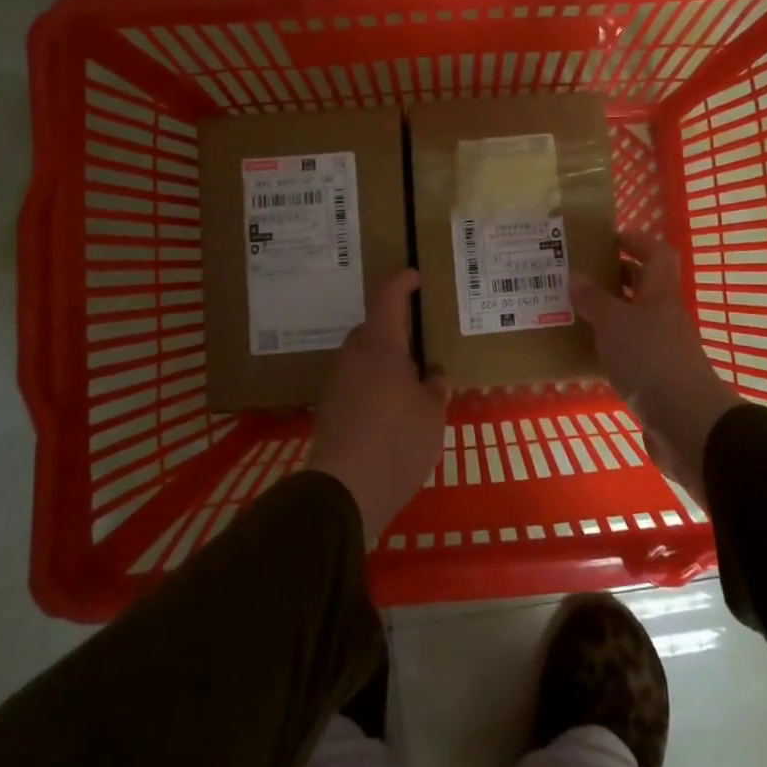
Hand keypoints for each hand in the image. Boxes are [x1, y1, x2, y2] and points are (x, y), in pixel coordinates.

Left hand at [307, 269, 451, 543]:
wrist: (344, 491)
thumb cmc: (397, 440)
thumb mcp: (432, 413)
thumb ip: (436, 388)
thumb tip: (435, 377)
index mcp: (380, 345)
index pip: (388, 297)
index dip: (402, 282)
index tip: (415, 276)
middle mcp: (353, 355)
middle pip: (375, 329)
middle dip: (398, 329)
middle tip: (424, 341)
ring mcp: (337, 382)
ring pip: (365, 358)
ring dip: (387, 361)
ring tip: (414, 379)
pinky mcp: (330, 410)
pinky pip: (357, 383)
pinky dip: (375, 385)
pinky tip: (394, 409)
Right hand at [572, 233, 739, 505]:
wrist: (684, 422)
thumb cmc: (650, 359)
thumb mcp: (614, 322)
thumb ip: (595, 299)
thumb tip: (577, 275)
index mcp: (661, 293)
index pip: (657, 254)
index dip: (637, 241)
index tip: (608, 238)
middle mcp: (665, 315)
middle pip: (644, 286)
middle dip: (616, 276)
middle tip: (580, 274)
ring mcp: (663, 347)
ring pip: (634, 319)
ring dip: (609, 312)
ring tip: (574, 309)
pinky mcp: (655, 376)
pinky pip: (630, 350)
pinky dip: (610, 345)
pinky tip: (585, 351)